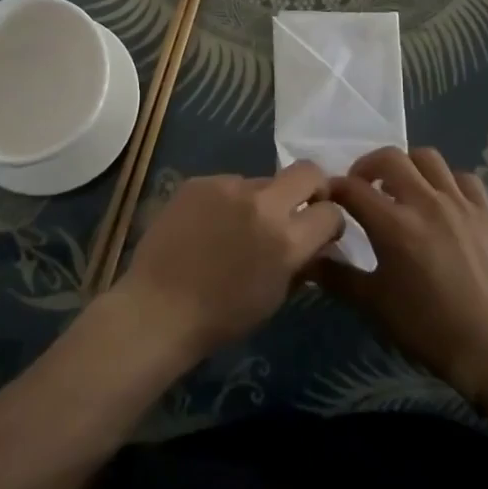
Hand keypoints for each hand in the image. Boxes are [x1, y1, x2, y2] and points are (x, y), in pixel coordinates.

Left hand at [110, 162, 346, 365]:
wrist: (157, 308)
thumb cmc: (221, 317)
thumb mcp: (274, 296)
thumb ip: (300, 261)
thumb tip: (314, 241)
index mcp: (285, 239)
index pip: (330, 211)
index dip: (330, 220)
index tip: (321, 229)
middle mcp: (262, 203)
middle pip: (307, 171)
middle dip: (312, 187)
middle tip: (298, 207)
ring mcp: (228, 186)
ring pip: (261, 181)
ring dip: (260, 200)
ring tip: (236, 227)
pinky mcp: (200, 181)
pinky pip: (227, 185)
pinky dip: (227, 201)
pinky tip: (209, 225)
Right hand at [318, 147, 487, 403]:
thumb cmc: (427, 328)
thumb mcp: (374, 305)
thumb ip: (338, 276)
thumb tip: (308, 258)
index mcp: (394, 224)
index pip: (352, 188)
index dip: (334, 188)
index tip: (328, 198)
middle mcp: (425, 202)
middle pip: (389, 158)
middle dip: (367, 166)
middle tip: (363, 186)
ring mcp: (460, 204)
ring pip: (428, 158)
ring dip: (407, 166)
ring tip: (402, 188)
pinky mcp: (487, 213)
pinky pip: (464, 179)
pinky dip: (447, 182)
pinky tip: (442, 202)